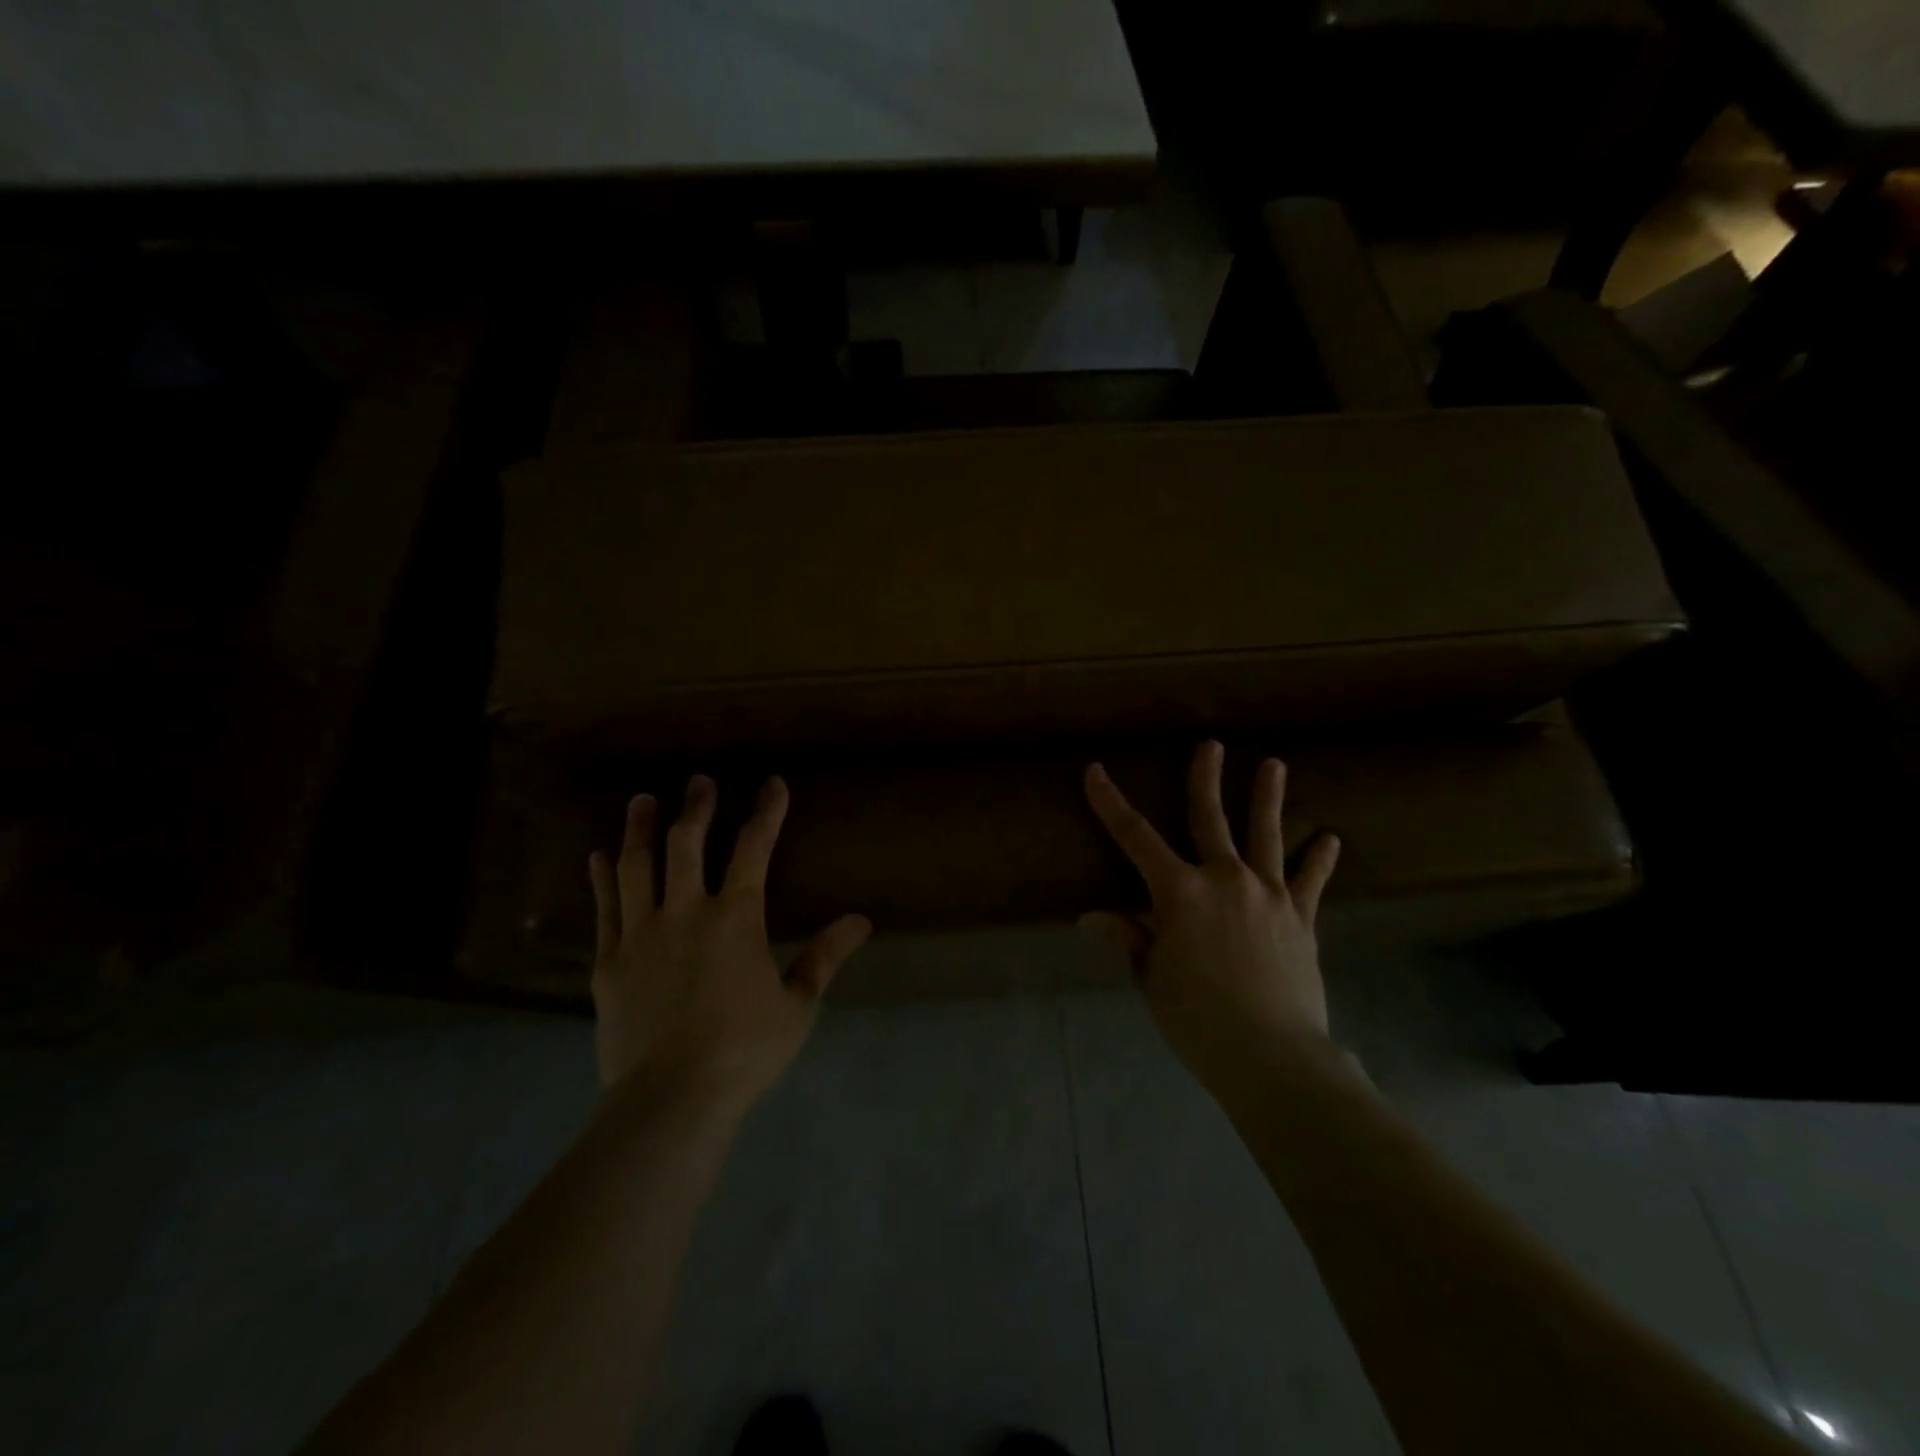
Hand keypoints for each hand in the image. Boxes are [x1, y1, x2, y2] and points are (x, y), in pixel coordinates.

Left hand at [588, 774, 871, 1110]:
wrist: (671, 1098)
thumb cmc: (744, 1050)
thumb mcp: (796, 1005)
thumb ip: (825, 957)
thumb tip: (861, 920)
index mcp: (736, 918)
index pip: (754, 849)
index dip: (766, 812)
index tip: (772, 784)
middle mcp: (686, 911)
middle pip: (688, 844)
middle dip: (696, 807)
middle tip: (698, 780)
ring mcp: (641, 934)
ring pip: (638, 867)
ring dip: (641, 829)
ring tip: (642, 800)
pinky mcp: (609, 962)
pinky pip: (604, 908)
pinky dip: (602, 878)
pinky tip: (598, 857)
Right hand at [1082, 741, 1341, 1090]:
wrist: (1272, 1055)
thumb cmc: (1197, 1018)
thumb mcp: (1151, 978)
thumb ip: (1128, 938)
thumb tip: (1091, 917)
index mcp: (1179, 892)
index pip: (1134, 836)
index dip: (1111, 803)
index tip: (1096, 772)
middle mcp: (1224, 879)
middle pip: (1210, 818)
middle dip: (1206, 778)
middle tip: (1211, 744)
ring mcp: (1268, 895)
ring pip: (1266, 835)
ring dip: (1268, 798)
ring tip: (1274, 764)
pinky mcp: (1301, 919)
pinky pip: (1310, 882)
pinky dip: (1319, 860)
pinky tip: (1329, 839)